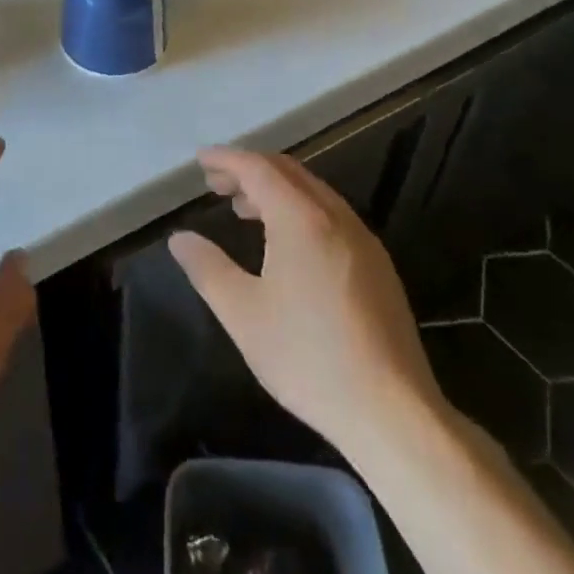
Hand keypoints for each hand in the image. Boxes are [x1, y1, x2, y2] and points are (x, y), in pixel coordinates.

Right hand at [168, 148, 444, 459]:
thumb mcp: (243, 314)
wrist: (393, 414)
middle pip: (288, 172)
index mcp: (301, 219)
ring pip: (312, 192)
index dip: (227, 159)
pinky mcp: (378, 266)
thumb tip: (180, 238)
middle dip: (249, 170)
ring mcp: (363, 240)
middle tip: (216, 184)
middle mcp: (335, 217)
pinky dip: (299, 209)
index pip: (258, 169)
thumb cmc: (308, 358)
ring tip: (244, 209)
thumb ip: (207, 268)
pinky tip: (287, 243)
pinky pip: (331, 215)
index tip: (200, 160)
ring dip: (275, 189)